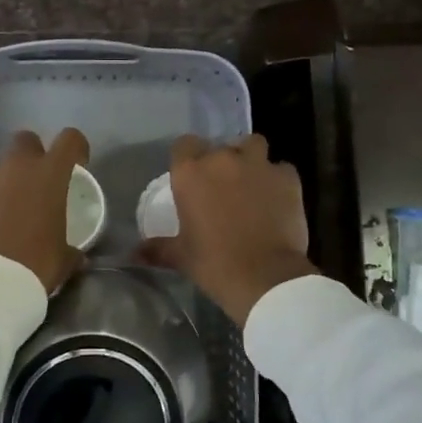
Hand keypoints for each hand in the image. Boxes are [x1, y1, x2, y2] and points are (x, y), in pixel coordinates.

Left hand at [0, 129, 89, 294]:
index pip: (69, 140)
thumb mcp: (63, 260)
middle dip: (33, 156)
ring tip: (6, 220)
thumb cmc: (34, 265)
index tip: (77, 164)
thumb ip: (71, 249)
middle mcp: (15, 169)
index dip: (76, 148)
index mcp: (48, 176)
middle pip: (25, 141)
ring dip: (5, 187)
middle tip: (37, 186)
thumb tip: (76, 255)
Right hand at [140, 134, 317, 326]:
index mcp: (191, 173)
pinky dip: (278, 180)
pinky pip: (281, 169)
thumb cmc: (214, 264)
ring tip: (251, 182)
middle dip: (221, 161)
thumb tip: (133, 254)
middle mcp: (223, 160)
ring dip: (250, 159)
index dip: (188, 157)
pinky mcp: (288, 177)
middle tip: (222, 186)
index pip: (184, 144)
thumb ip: (157, 248)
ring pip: (254, 145)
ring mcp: (258, 165)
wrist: (265, 277)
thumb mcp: (181, 256)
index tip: (192, 176)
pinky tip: (276, 199)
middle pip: (220, 146)